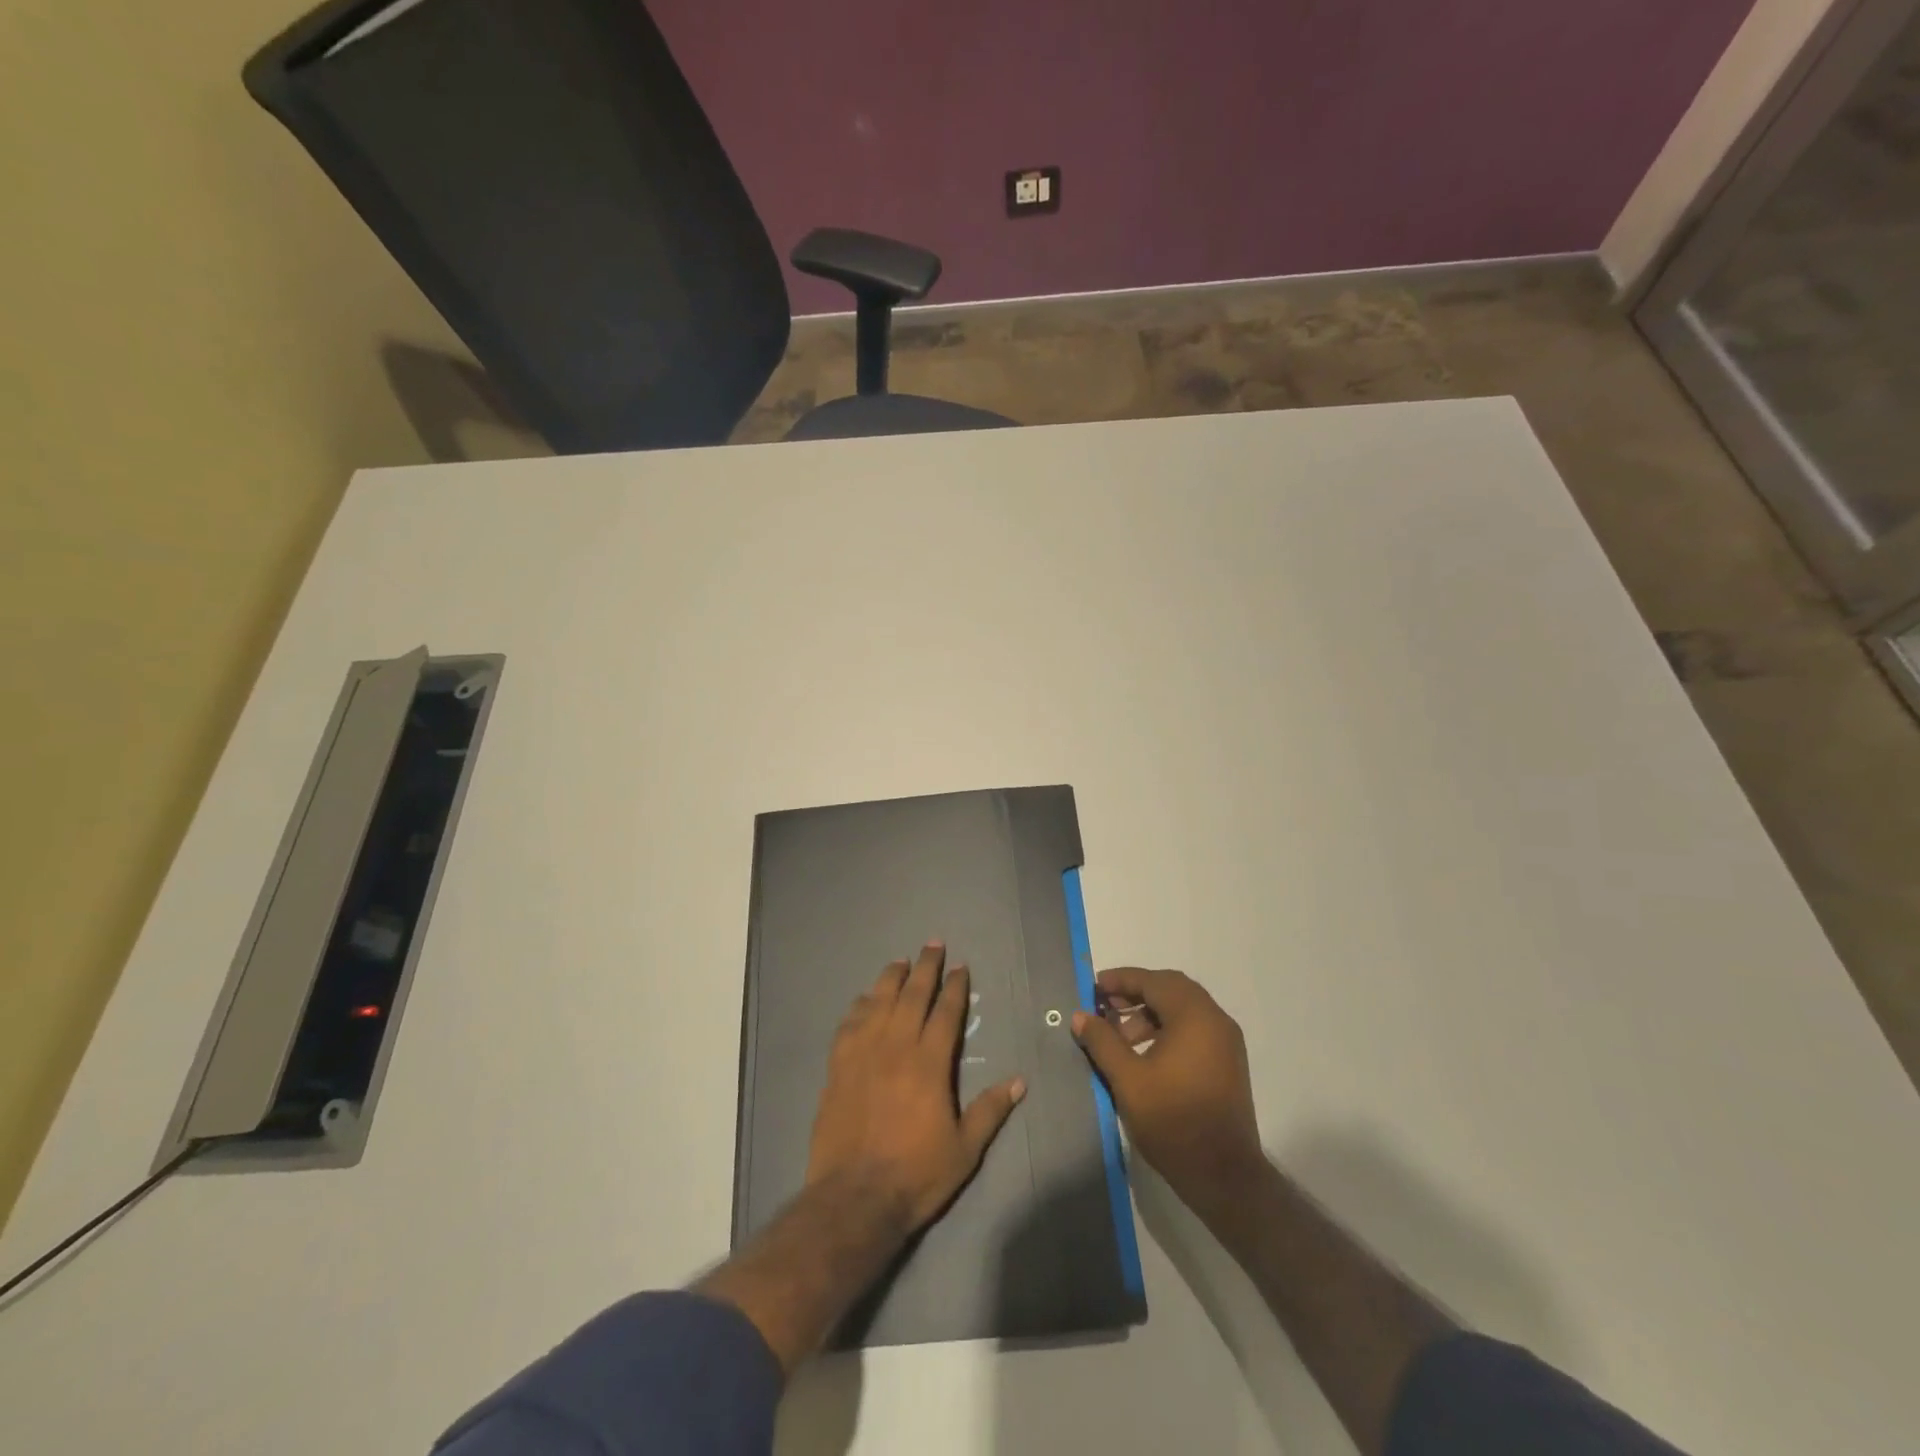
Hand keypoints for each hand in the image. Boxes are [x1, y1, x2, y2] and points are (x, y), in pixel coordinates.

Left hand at [807, 942, 1025, 1233]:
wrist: (853, 1198)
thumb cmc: (915, 1174)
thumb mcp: (965, 1150)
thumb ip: (990, 1111)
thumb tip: (1019, 1081)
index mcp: (929, 1064)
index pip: (945, 1013)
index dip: (954, 987)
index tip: (959, 966)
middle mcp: (896, 1047)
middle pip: (912, 995)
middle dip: (925, 967)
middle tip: (932, 944)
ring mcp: (863, 1054)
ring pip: (878, 1002)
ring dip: (891, 978)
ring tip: (900, 962)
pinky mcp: (838, 1067)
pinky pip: (849, 1024)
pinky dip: (859, 1006)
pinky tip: (864, 1000)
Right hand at [1072, 967, 1263, 1210]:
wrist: (1223, 1175)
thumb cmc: (1172, 1120)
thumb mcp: (1127, 1079)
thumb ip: (1102, 1041)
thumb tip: (1080, 1015)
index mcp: (1194, 1016)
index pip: (1153, 981)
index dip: (1121, 980)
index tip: (1094, 987)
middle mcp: (1215, 1020)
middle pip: (1171, 989)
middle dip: (1136, 993)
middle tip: (1105, 1006)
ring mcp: (1226, 1042)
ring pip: (1184, 1009)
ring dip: (1151, 1012)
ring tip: (1120, 1036)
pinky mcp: (1228, 1063)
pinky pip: (1194, 1029)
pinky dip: (1168, 1028)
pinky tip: (1145, 1054)